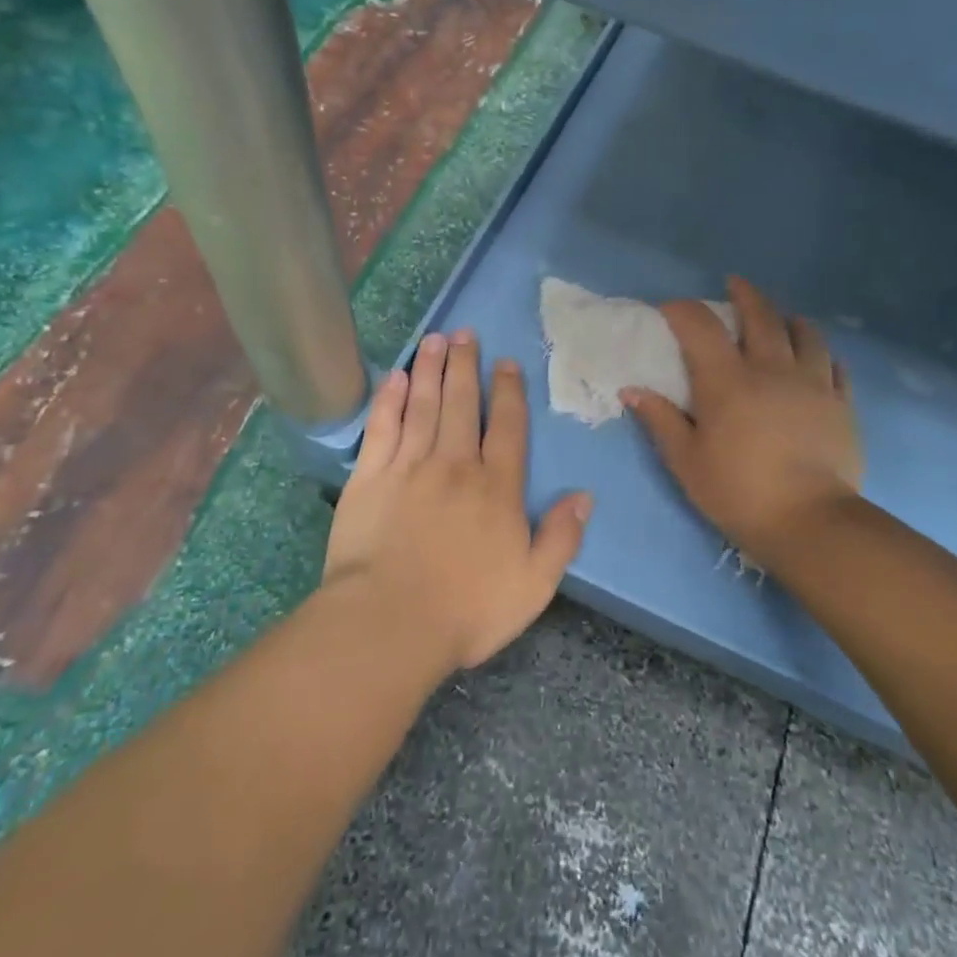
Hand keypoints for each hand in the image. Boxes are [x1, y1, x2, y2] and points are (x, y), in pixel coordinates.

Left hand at [322, 329, 590, 672]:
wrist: (390, 623)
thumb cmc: (467, 609)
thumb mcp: (534, 584)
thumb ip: (561, 537)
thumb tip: (585, 496)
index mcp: (496, 487)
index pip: (507, 427)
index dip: (509, 392)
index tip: (506, 363)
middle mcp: (455, 465)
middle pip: (463, 404)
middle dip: (466, 365)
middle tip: (466, 333)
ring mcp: (409, 467)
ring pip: (424, 405)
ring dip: (431, 369)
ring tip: (436, 339)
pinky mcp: (370, 477)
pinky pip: (382, 427)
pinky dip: (389, 399)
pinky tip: (396, 376)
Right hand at [624, 278, 862, 572]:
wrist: (810, 522)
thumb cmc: (738, 492)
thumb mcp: (686, 461)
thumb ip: (660, 420)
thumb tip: (631, 390)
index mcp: (727, 380)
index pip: (701, 327)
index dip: (683, 310)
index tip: (670, 308)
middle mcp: (771, 369)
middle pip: (760, 316)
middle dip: (744, 294)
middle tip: (734, 284)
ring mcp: (812, 383)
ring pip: (805, 334)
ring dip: (789, 319)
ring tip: (783, 317)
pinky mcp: (841, 404)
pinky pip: (836, 366)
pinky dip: (824, 354)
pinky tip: (821, 358)